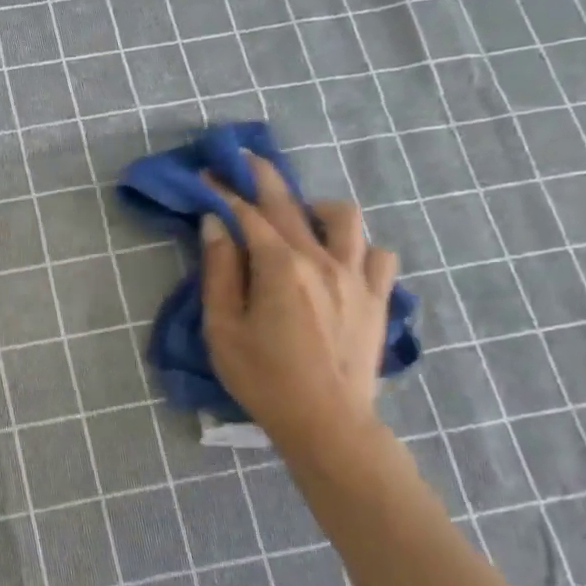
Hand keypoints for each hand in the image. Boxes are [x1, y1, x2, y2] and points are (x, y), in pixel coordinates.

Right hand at [200, 154, 397, 461]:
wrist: (327, 423)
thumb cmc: (263, 379)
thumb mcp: (223, 329)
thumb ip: (218, 272)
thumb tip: (215, 225)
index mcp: (280, 267)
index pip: (246, 215)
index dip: (223, 191)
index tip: (206, 174)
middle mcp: (321, 259)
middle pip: (289, 203)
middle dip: (262, 177)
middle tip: (242, 161)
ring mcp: (356, 276)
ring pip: (344, 217)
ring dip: (316, 208)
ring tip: (299, 218)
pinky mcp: (377, 298)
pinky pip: (379, 254)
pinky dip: (359, 247)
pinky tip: (340, 259)